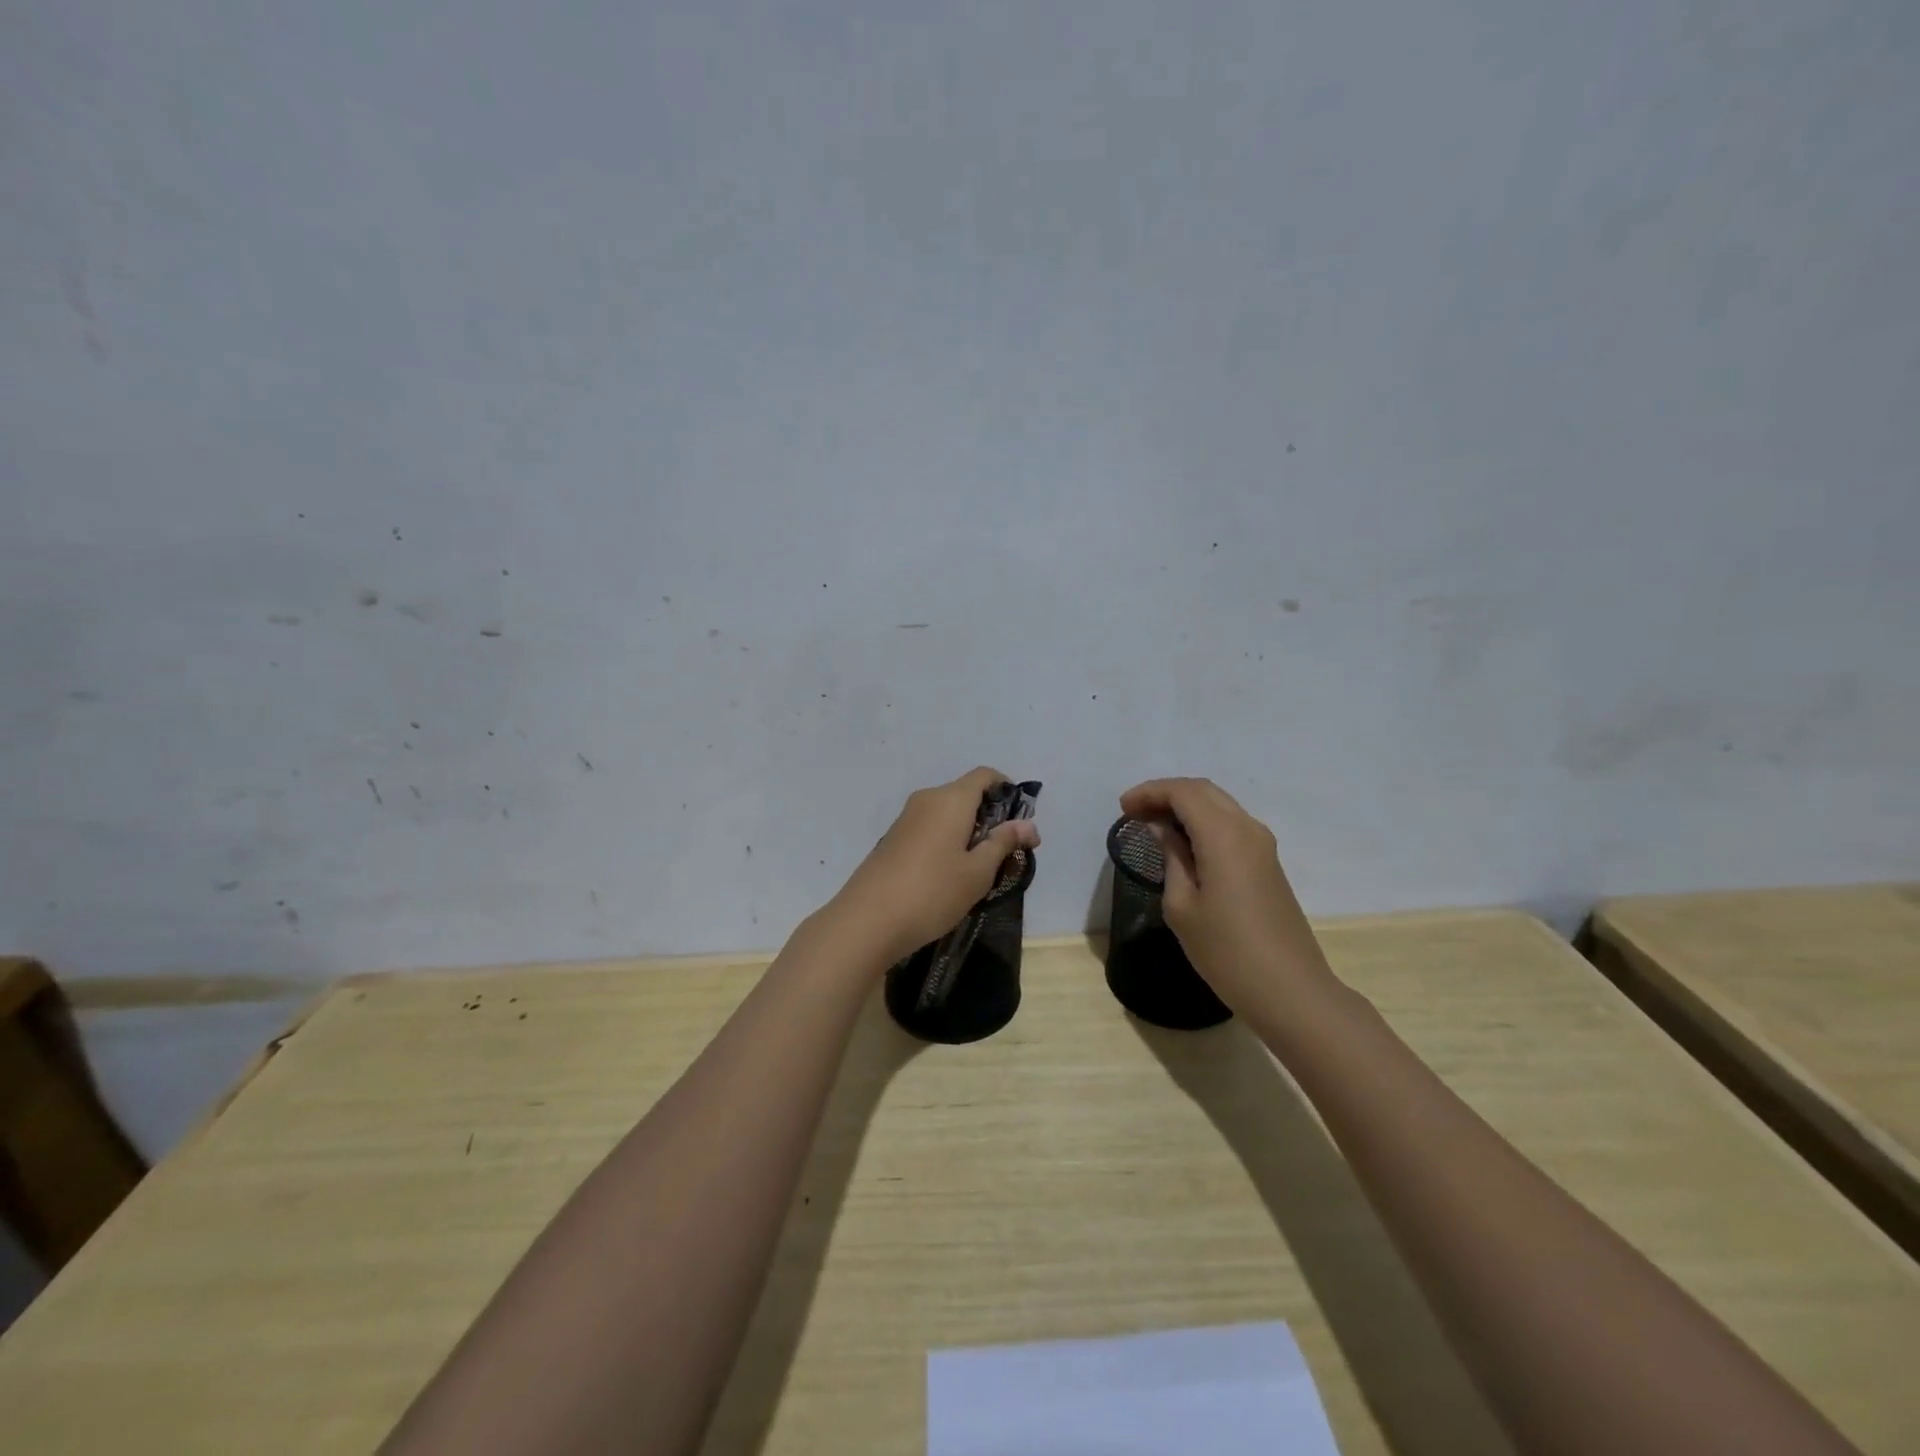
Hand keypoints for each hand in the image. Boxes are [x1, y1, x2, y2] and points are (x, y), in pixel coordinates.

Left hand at [828, 767, 1040, 966]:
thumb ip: (1003, 843)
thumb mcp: (978, 872)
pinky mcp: (893, 839)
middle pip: (966, 793)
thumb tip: (1029, 825)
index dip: (1007, 790)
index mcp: (950, 799)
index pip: (985, 775)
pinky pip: (930, 827)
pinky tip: (949, 875)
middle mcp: (927, 799)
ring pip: (947, 813)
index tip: (1020, 821)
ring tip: (979, 868)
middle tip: (1006, 852)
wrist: (867, 920)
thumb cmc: (932, 892)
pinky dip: (947, 840)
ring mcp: (906, 819)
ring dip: (968, 831)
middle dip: (990, 816)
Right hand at [1117, 777, 1332, 1013]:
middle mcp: (1247, 828)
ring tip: (1153, 825)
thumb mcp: (1182, 906)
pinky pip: (1230, 825)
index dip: (1150, 792)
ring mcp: (1263, 845)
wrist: (1289, 990)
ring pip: (1219, 805)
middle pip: (1203, 790)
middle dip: (1166, 794)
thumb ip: (1172, 858)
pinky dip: (1202, 822)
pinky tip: (1183, 843)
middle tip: (1134, 812)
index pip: (1183, 792)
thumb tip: (1162, 829)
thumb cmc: (1226, 951)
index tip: (1122, 809)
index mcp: (1224, 835)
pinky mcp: (1268, 863)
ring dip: (1185, 806)